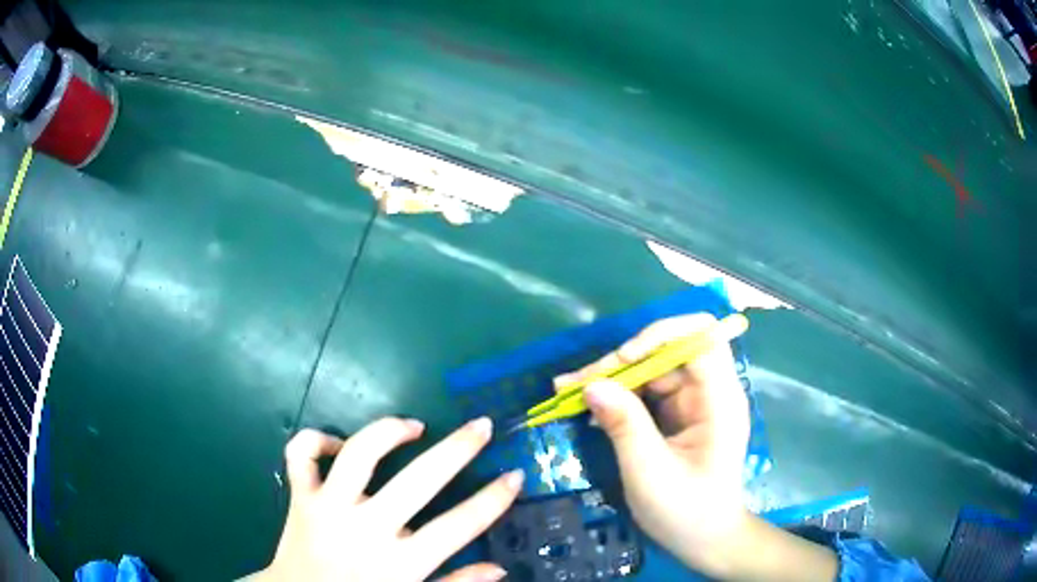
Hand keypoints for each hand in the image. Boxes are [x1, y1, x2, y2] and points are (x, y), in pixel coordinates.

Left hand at [249, 418, 523, 581]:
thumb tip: (500, 569)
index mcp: (400, 563)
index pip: (459, 526)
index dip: (493, 500)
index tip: (515, 476)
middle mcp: (366, 529)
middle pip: (419, 480)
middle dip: (458, 448)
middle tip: (482, 425)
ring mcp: (328, 508)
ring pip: (359, 453)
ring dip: (389, 430)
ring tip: (413, 426)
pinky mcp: (299, 497)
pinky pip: (300, 454)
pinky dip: (317, 439)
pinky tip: (339, 445)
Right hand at [556, 313, 836, 580]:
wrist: (704, 540)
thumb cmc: (686, 512)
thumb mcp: (650, 472)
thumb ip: (624, 425)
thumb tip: (591, 385)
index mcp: (719, 399)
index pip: (700, 337)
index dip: (661, 336)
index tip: (622, 360)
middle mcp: (710, 391)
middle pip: (668, 351)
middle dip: (621, 361)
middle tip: (574, 383)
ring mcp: (693, 403)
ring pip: (651, 370)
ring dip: (611, 377)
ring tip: (568, 391)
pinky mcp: (677, 416)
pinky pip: (646, 392)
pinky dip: (617, 395)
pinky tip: (587, 406)